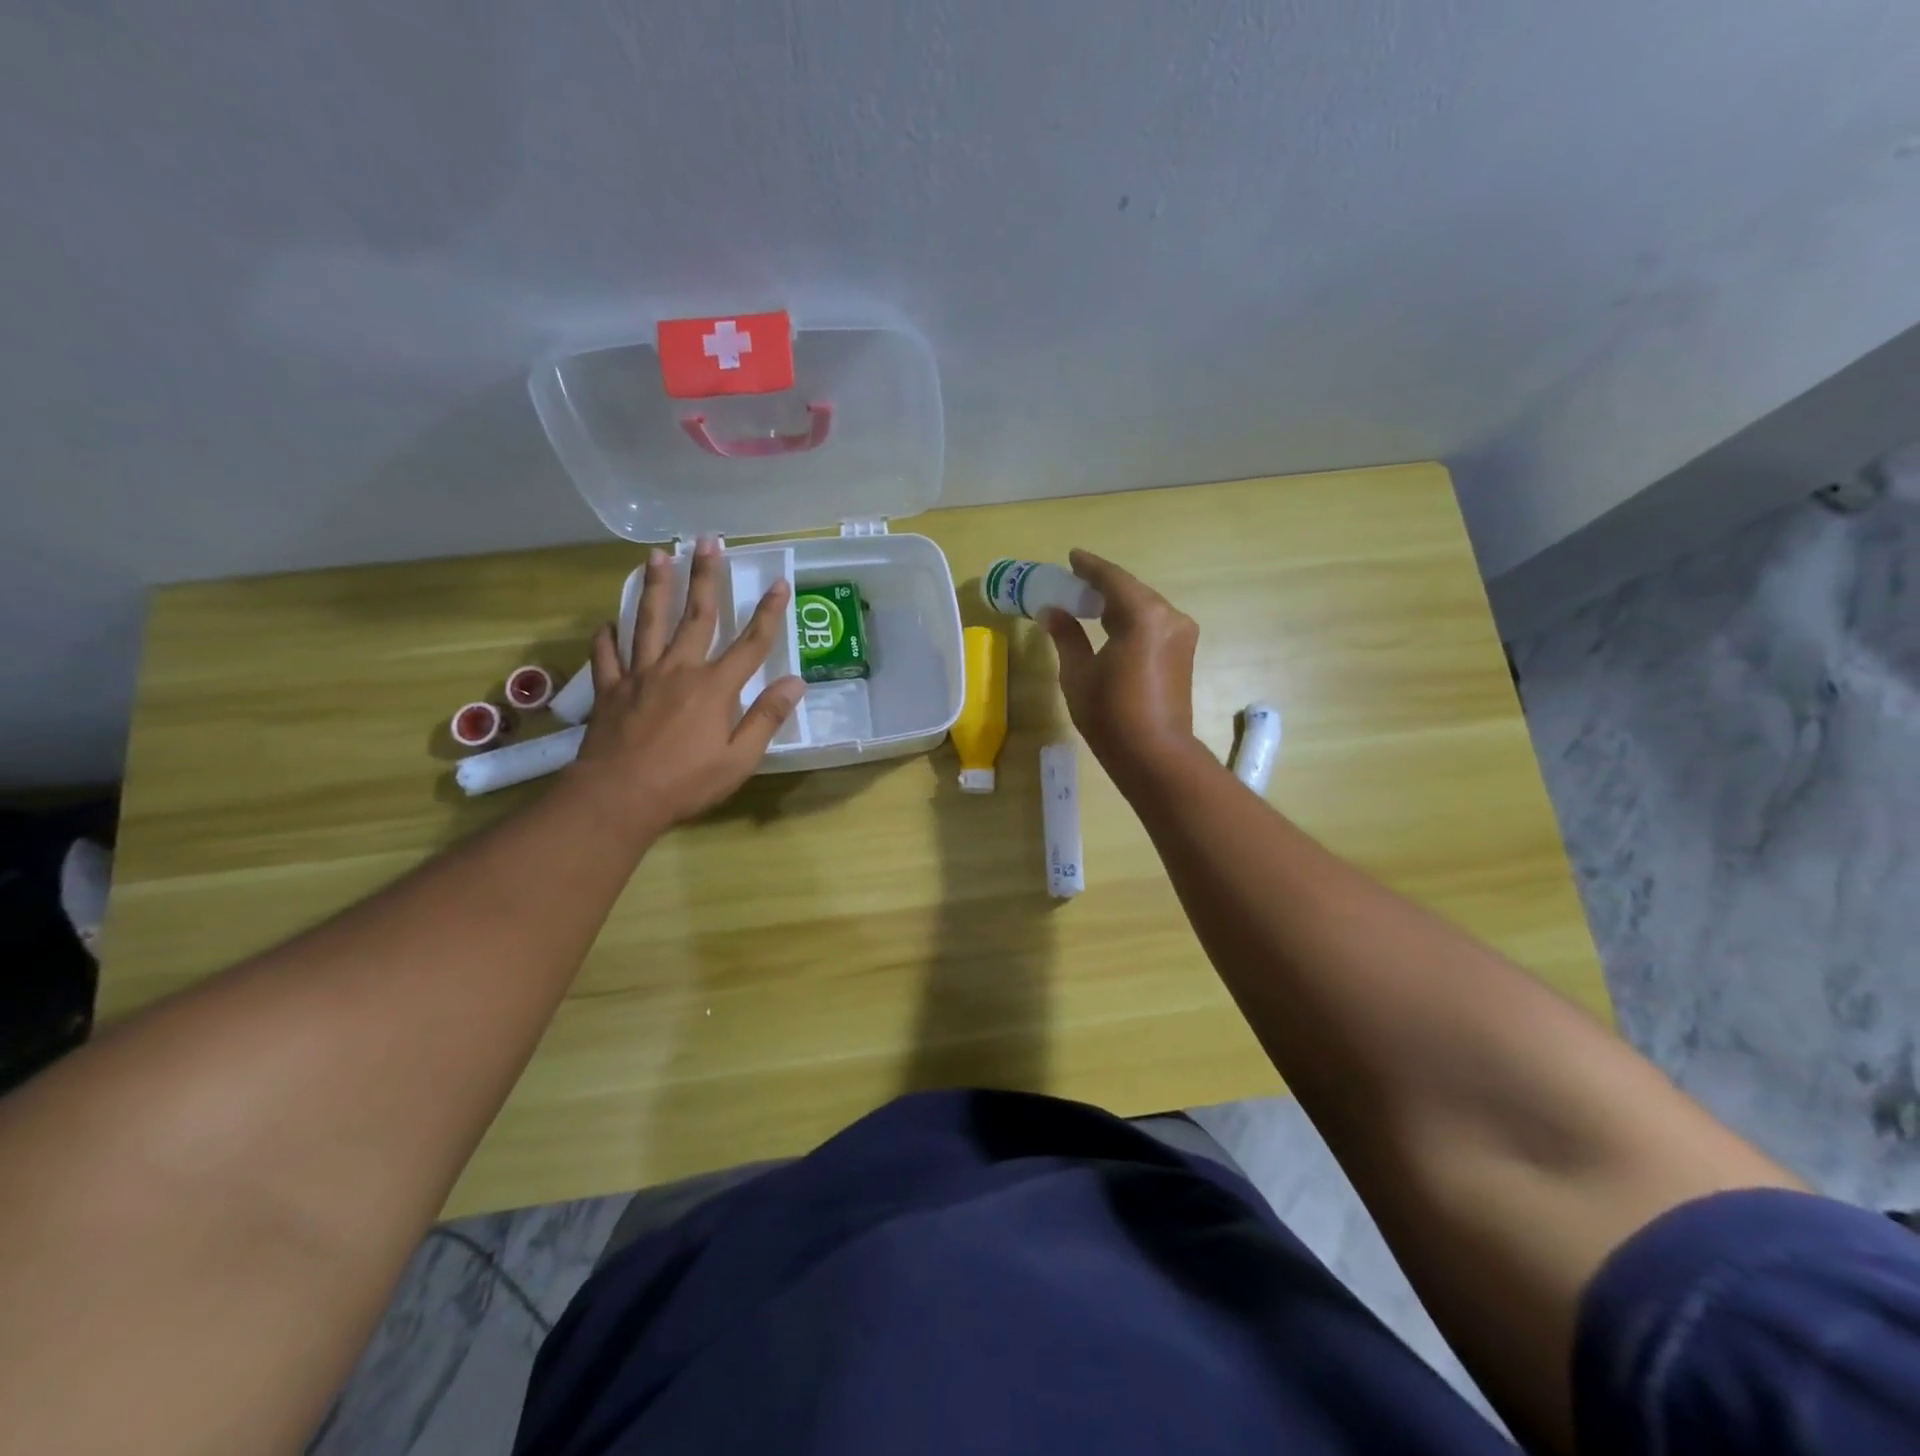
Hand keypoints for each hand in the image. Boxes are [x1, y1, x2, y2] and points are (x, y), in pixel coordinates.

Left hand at [568, 536, 804, 840]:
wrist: (618, 797)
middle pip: (697, 616)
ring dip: (655, 587)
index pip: (750, 643)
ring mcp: (640, 676)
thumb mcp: (739, 758)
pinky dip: (606, 638)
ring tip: (657, 556)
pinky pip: (607, 656)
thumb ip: (766, 717)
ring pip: (648, 622)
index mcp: (714, 686)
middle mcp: (678, 669)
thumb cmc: (686, 782)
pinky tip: (606, 623)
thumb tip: (796, 682)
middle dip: (705, 577)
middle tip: (707, 541)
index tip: (779, 583)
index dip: (768, 612)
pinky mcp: (610, 690)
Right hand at [1040, 548, 1201, 786]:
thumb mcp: (1078, 674)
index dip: (1089, 567)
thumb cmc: (1110, 714)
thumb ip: (1066, 636)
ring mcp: (1180, 635)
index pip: (1112, 579)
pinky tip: (1109, 627)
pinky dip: (1130, 620)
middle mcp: (1168, 616)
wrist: (1155, 755)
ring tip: (1087, 605)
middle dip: (1102, 585)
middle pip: (1131, 590)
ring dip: (1117, 603)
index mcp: (1142, 615)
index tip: (1071, 557)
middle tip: (1072, 584)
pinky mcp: (1183, 653)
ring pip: (1144, 607)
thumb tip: (1051, 611)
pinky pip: (1153, 624)